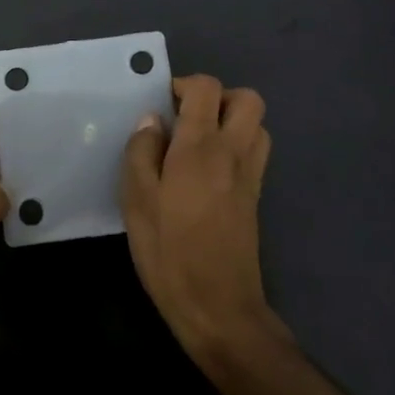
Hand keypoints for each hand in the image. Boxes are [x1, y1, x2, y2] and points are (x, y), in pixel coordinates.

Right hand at [123, 75, 284, 364]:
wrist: (220, 310)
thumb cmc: (170, 253)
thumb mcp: (137, 201)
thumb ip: (141, 152)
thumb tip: (152, 120)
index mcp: (200, 148)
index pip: (206, 89)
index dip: (184, 84)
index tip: (162, 104)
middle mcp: (233, 153)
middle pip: (247, 99)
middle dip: (218, 97)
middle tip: (187, 118)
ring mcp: (250, 176)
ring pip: (257, 125)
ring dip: (232, 121)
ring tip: (198, 142)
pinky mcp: (256, 198)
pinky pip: (255, 152)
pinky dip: (237, 146)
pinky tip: (207, 172)